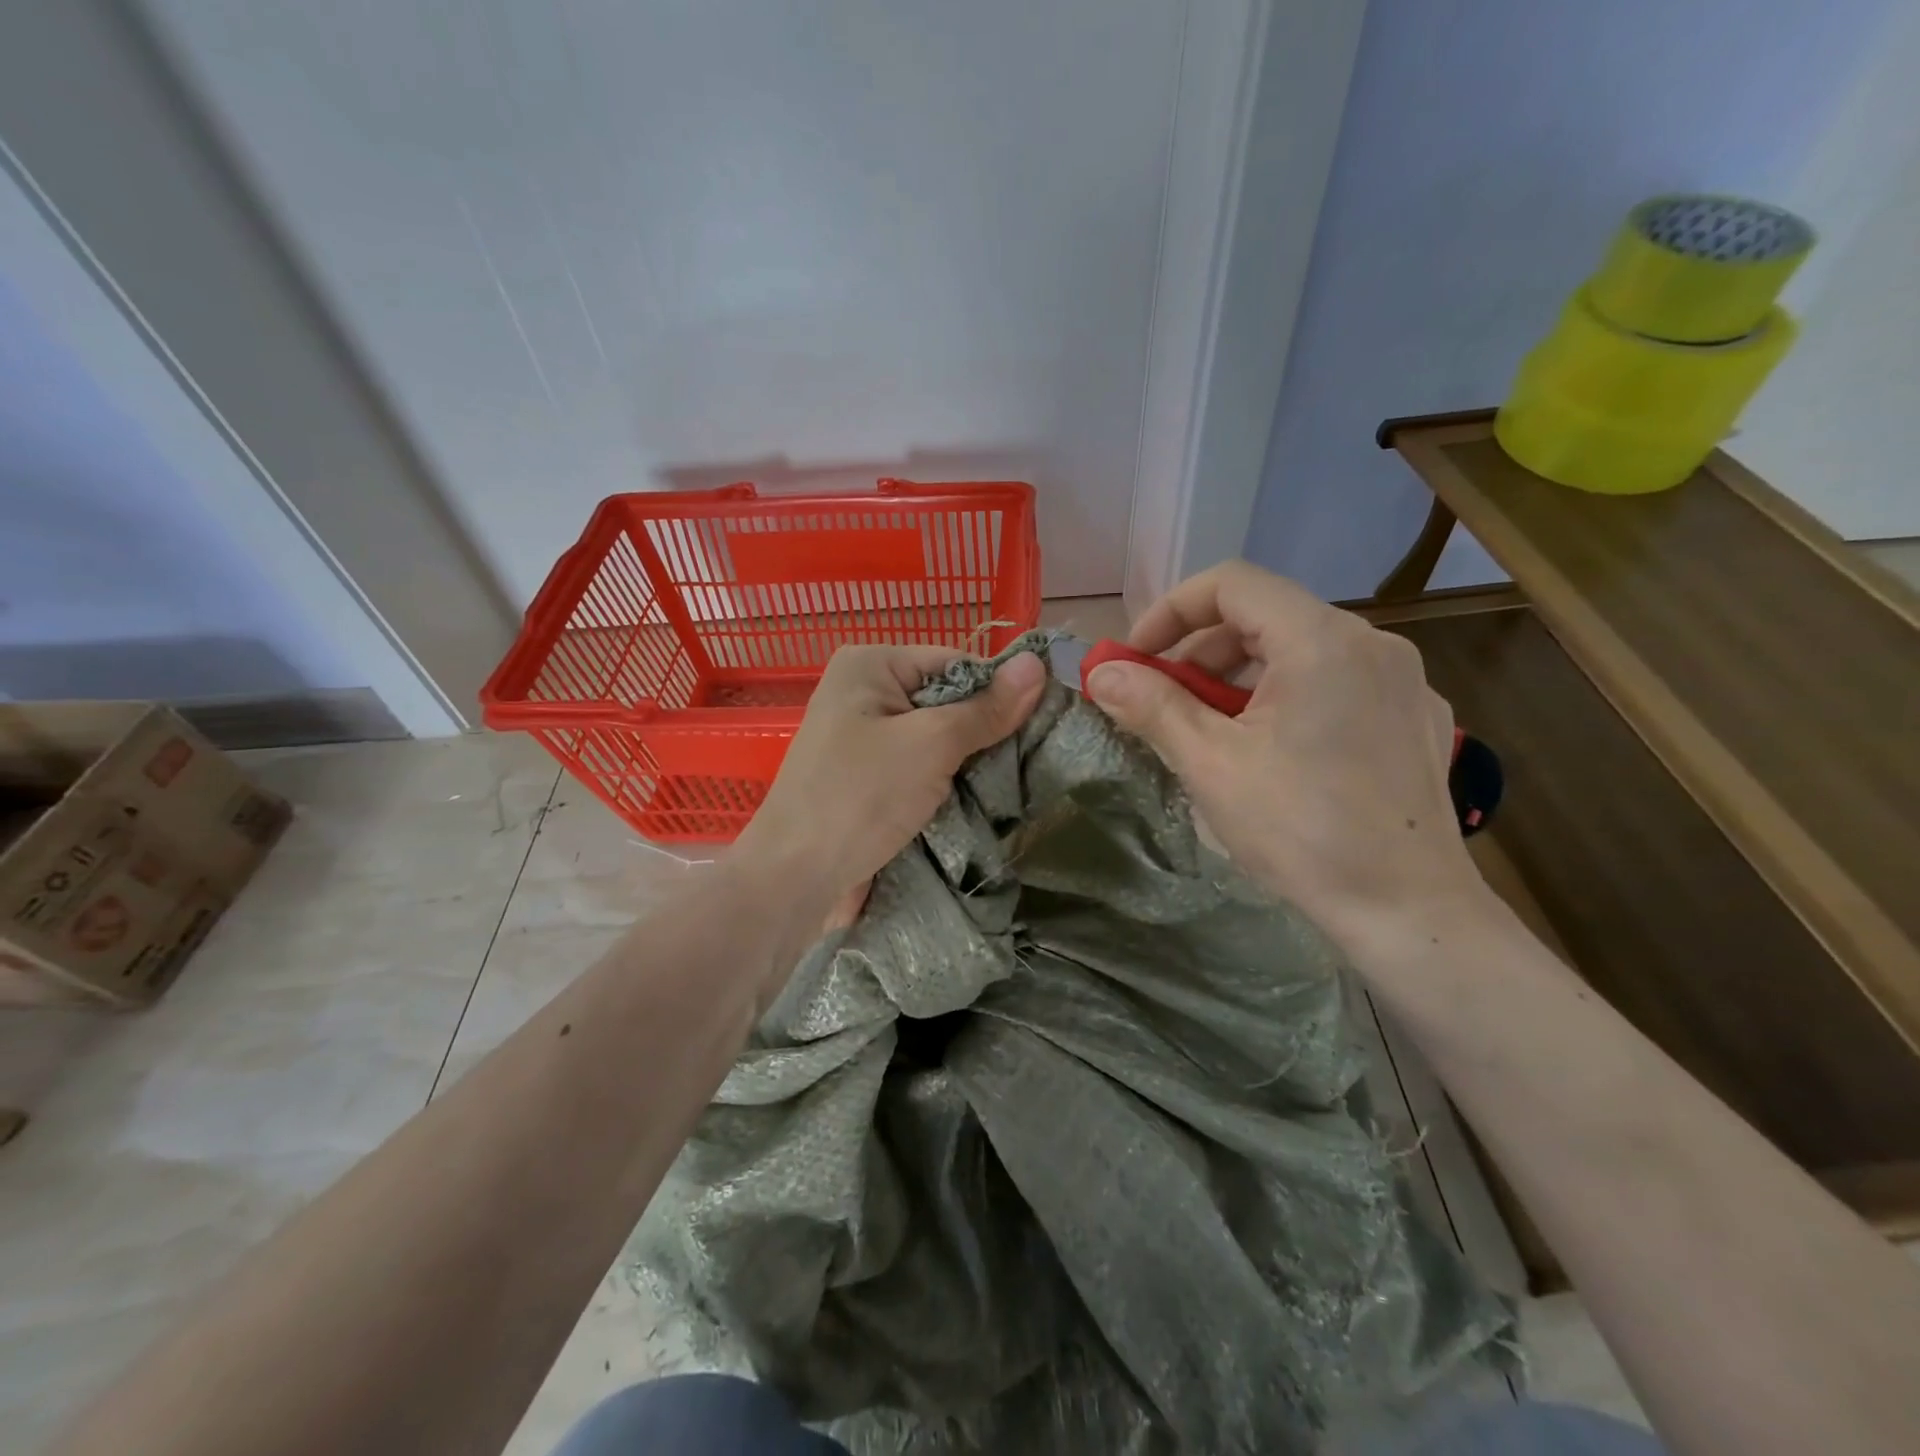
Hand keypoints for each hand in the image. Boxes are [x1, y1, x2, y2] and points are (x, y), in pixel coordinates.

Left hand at [733, 644, 1047, 911]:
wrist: (795, 877)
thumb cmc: (860, 797)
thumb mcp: (931, 744)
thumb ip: (986, 708)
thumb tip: (1038, 663)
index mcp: (870, 664)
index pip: (956, 662)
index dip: (999, 691)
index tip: (1044, 722)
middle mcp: (863, 692)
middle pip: (947, 700)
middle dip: (984, 731)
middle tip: (1030, 759)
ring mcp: (862, 737)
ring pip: (936, 738)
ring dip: (968, 762)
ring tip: (1009, 782)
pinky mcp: (866, 777)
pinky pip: (919, 767)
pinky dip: (945, 782)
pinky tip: (976, 800)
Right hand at [1084, 561, 1480, 945]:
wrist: (1409, 911)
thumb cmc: (1302, 831)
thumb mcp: (1212, 765)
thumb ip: (1153, 706)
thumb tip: (1100, 672)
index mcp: (1322, 641)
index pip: (1232, 584)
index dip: (1171, 611)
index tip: (1137, 658)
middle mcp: (1371, 642)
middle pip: (1265, 616)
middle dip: (1200, 650)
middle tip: (1163, 700)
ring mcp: (1402, 680)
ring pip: (1300, 650)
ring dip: (1240, 676)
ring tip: (1210, 730)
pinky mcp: (1415, 716)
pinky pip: (1336, 681)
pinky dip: (1287, 696)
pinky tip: (1273, 750)